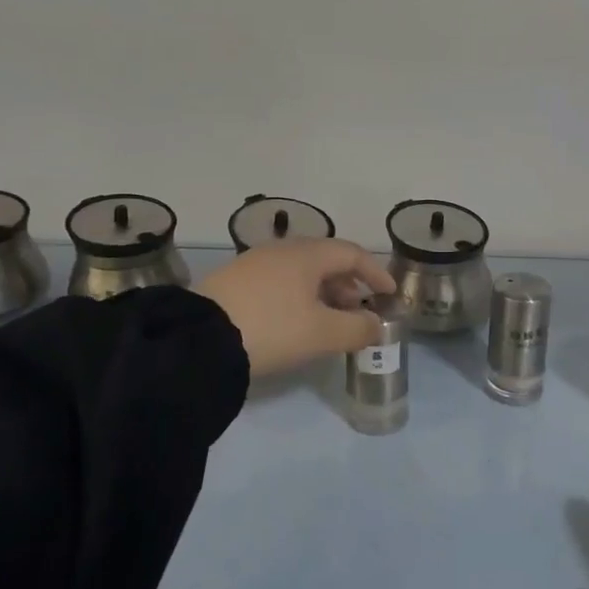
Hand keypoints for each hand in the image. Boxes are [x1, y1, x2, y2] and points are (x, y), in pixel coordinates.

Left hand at [195, 239, 396, 378]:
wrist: (199, 338)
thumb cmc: (272, 328)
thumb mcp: (322, 334)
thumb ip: (357, 329)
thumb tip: (377, 324)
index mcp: (307, 254)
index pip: (352, 254)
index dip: (375, 272)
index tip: (389, 293)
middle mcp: (282, 250)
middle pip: (325, 260)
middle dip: (348, 284)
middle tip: (360, 310)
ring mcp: (255, 263)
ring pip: (301, 271)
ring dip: (323, 292)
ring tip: (329, 320)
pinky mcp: (234, 281)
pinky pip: (279, 281)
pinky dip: (298, 296)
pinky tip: (295, 321)